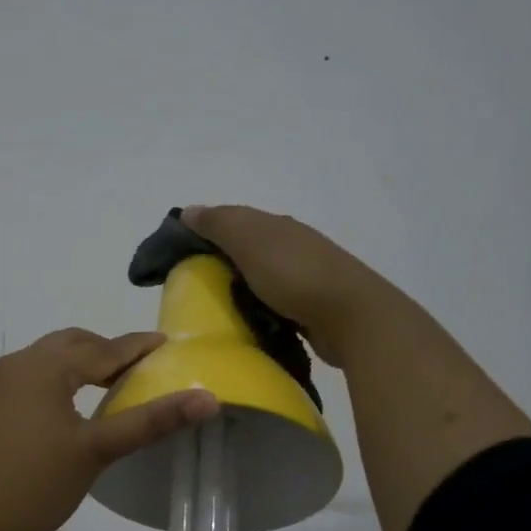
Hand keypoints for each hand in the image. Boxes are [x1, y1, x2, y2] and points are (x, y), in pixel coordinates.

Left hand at [0, 328, 218, 530]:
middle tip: (144, 367)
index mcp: (43, 366)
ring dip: (85, 362)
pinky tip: (80, 402)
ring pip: (53, 358)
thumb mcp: (98, 450)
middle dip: (109, 351)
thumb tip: (208, 399)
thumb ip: (151, 420)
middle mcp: (19, 364)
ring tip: (118, 383)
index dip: (137, 347)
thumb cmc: (37, 485)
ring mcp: (2, 384)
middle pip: (74, 344)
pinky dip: (65, 377)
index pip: (102, 349)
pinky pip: (37, 375)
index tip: (167, 343)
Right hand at [181, 205, 395, 366]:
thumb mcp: (249, 241)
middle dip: (221, 259)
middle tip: (192, 284)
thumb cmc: (294, 274)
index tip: (179, 254)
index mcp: (275, 225)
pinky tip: (248, 319)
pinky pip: (275, 300)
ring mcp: (305, 275)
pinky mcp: (312, 305)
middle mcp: (291, 244)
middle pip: (247, 246)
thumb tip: (188, 210)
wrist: (352, 316)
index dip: (205, 231)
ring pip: (261, 274)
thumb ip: (219, 224)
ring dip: (241, 284)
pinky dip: (259, 305)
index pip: (232, 220)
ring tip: (216, 305)